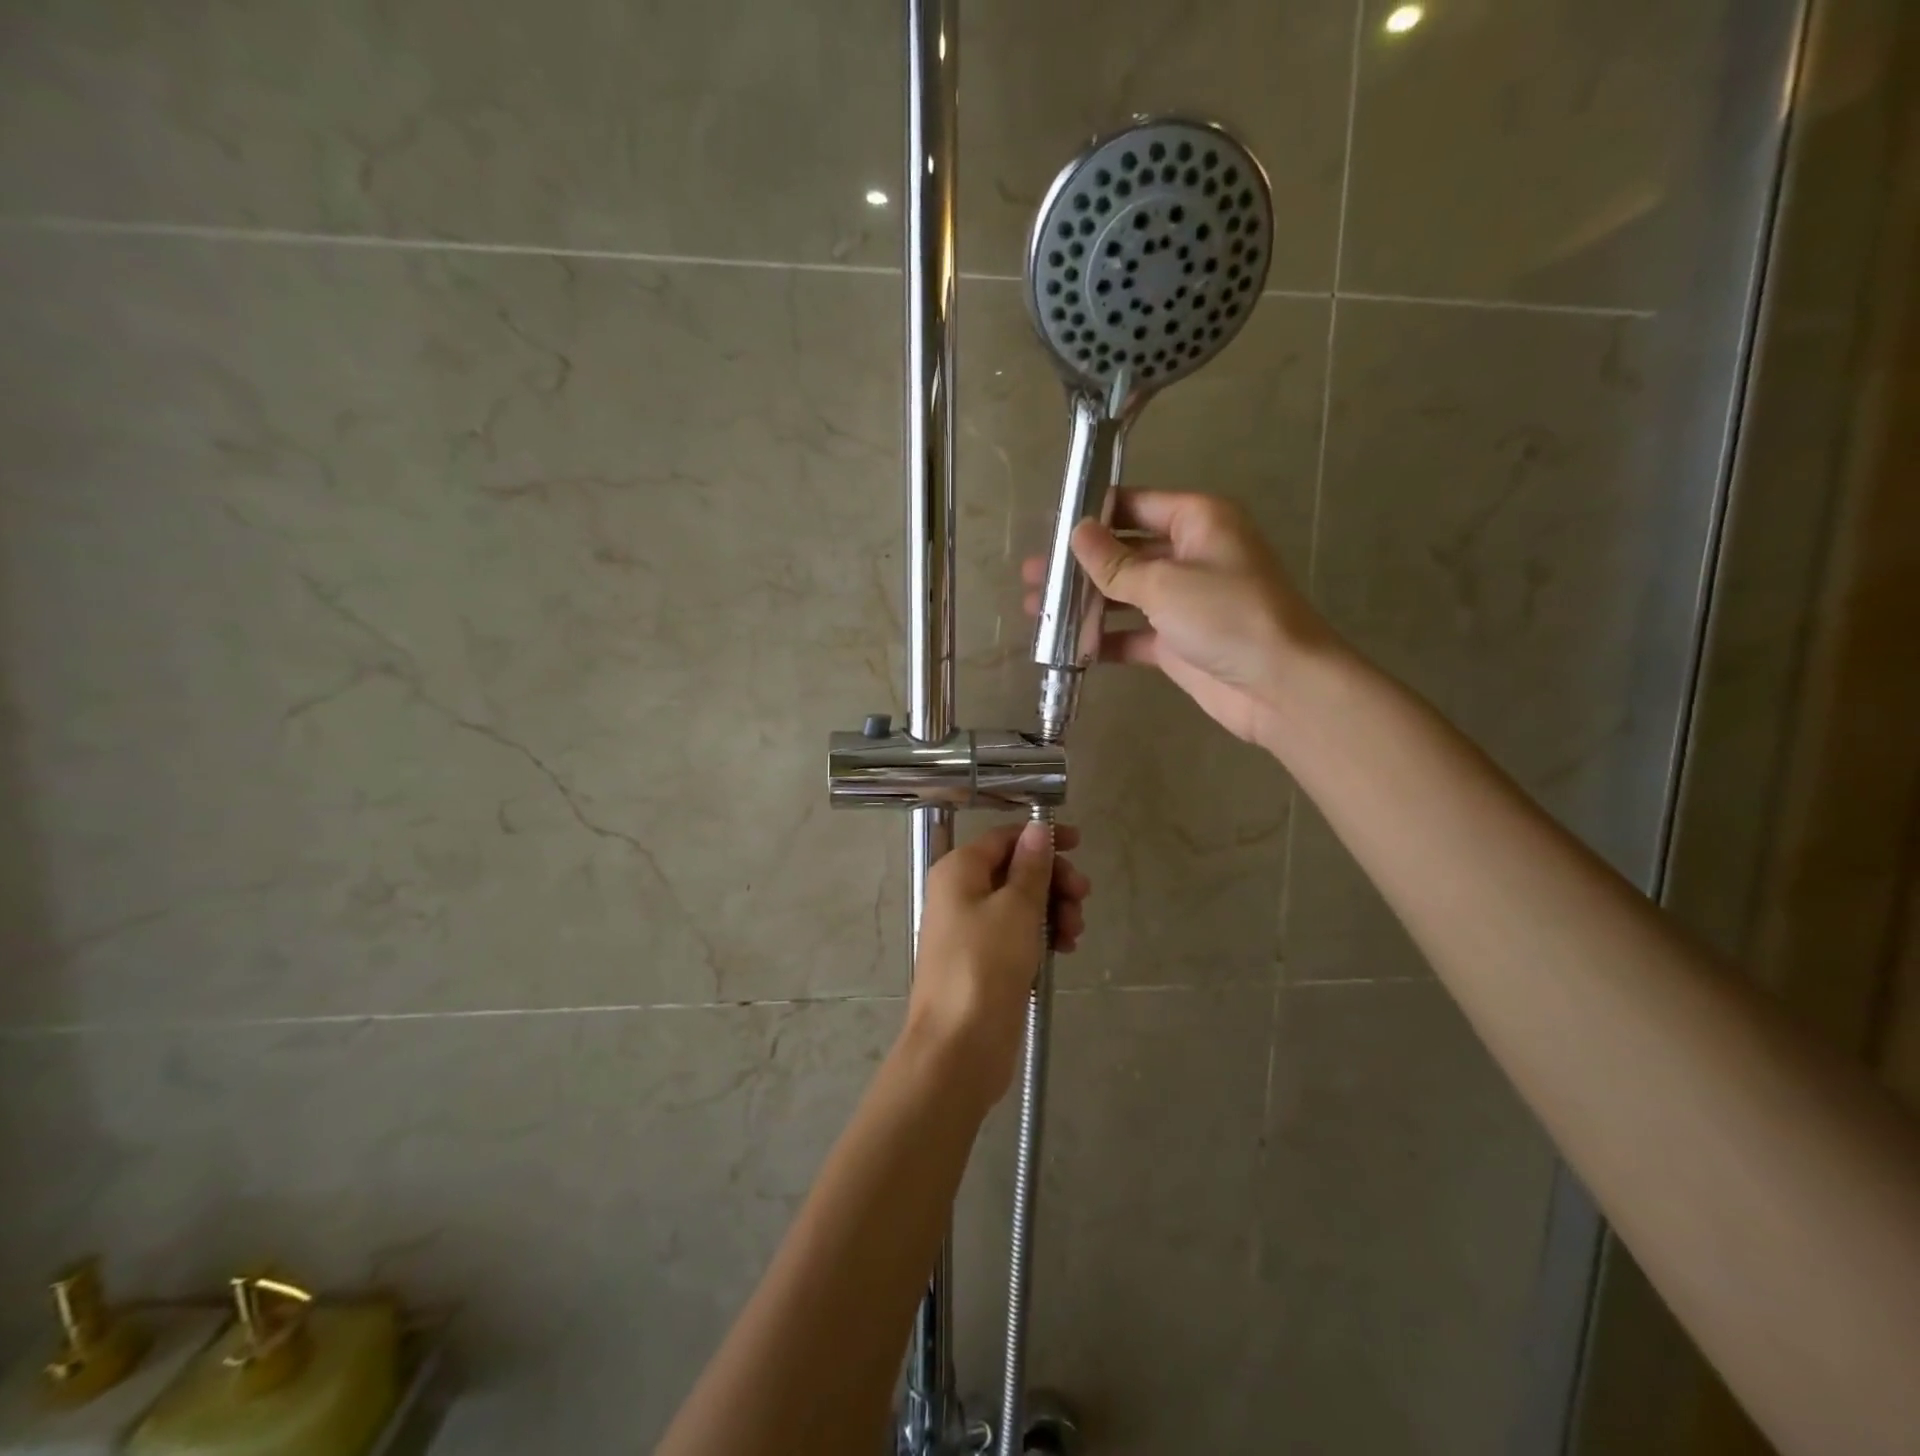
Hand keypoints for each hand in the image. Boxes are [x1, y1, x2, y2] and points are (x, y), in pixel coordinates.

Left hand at [904, 822, 1090, 1109]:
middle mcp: (960, 894)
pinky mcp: (984, 962)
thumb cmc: (986, 965)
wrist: (959, 1046)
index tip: (1079, 845)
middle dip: (1053, 881)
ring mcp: (970, 930)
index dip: (1042, 838)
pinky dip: (1041, 936)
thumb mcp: (1016, 908)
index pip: (1004, 838)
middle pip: (1015, 871)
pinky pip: (1017, 935)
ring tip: (1073, 934)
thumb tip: (1037, 828)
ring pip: (1020, 905)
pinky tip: (1064, 949)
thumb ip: (1031, 866)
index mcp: (959, 871)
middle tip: (1083, 897)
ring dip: (1053, 911)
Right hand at [1023, 490, 1329, 746]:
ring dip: (1084, 603)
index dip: (1094, 514)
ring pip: (1124, 595)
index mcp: (1197, 522)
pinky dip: (1103, 640)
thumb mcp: (1164, 583)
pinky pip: (1131, 635)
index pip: (1136, 505)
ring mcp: (1184, 602)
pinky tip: (1066, 646)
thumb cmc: (1227, 616)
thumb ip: (1115, 562)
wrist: (1279, 686)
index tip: (1051, 527)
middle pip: (1125, 552)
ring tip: (1037, 610)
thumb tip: (1077, 532)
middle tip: (1034, 575)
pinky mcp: (1177, 643)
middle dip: (1080, 564)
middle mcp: (1190, 555)